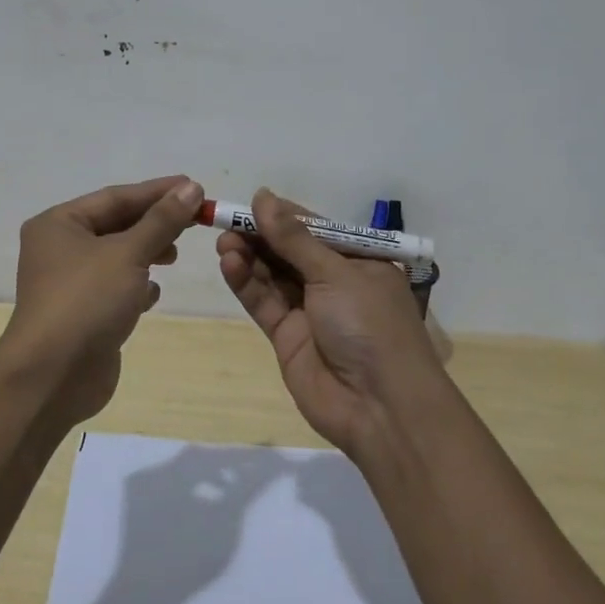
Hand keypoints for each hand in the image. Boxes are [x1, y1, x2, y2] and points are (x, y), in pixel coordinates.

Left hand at [0, 175, 202, 424]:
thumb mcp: (128, 254)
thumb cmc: (86, 301)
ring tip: (174, 256)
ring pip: (117, 257)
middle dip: (154, 224)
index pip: (116, 197)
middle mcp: (60, 248)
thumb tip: (191, 188)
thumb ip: (161, 220)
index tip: (195, 187)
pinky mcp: (82, 313)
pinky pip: (114, 288)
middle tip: (194, 221)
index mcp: (59, 224)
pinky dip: (135, 286)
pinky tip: (151, 295)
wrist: (52, 378)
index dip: (157, 192)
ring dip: (147, 254)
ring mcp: (69, 283)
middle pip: (116, 225)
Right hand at [216, 187, 445, 453]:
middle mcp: (334, 282)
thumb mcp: (335, 273)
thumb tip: (262, 195)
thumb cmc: (370, 325)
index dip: (282, 215)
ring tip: (224, 242)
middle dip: (260, 235)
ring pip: (272, 274)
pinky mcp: (287, 336)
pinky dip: (246, 282)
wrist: (380, 407)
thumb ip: (294, 238)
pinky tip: (229, 263)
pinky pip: (264, 302)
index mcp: (358, 260)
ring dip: (249, 256)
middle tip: (227, 221)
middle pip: (289, 250)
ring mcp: (310, 310)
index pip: (314, 228)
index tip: (250, 203)